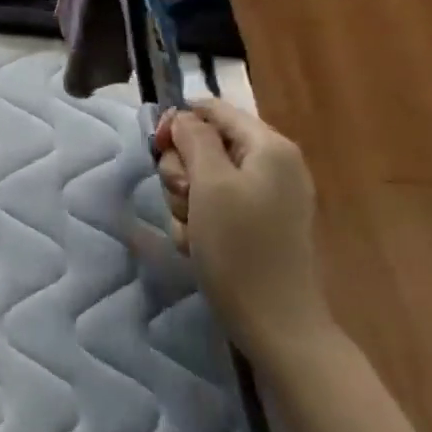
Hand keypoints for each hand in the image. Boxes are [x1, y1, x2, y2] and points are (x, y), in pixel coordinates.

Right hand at [132, 98, 333, 365]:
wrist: (274, 322)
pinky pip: (211, 205)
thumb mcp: (209, 183)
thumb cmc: (240, 246)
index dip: (180, 121)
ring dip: (184, 200)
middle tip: (184, 197)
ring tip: (193, 228)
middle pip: (203, 143)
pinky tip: (198, 244)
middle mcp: (270, 164)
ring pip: (200, 176)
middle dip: (181, 169)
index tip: (157, 147)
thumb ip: (194, 139)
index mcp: (269, 146)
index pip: (212, 109)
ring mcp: (264, 195)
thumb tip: (184, 116)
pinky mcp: (254, 223)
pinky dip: (197, 221)